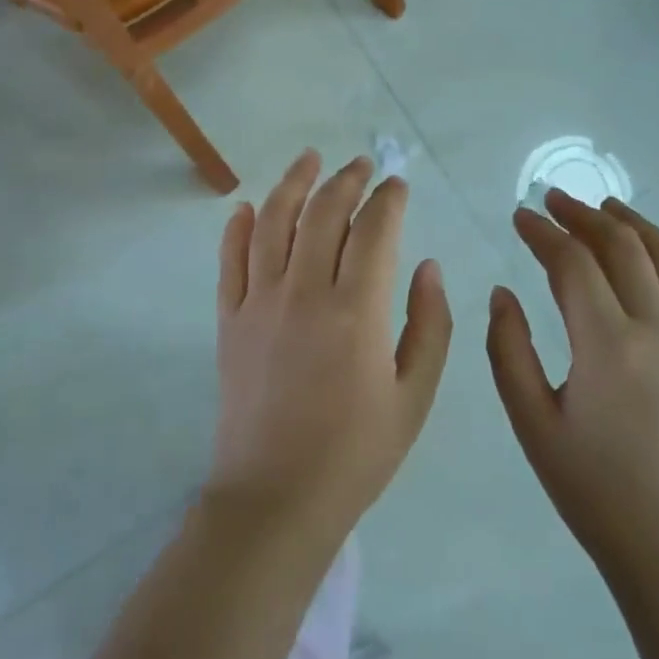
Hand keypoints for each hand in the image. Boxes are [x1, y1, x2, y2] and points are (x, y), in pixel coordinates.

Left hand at [209, 150, 452, 548]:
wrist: (275, 499)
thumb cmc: (356, 453)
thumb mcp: (415, 397)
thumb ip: (429, 324)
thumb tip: (426, 265)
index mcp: (357, 310)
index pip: (374, 230)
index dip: (389, 199)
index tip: (398, 185)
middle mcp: (305, 292)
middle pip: (324, 213)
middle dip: (347, 180)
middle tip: (362, 164)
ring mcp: (259, 302)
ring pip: (274, 222)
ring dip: (293, 183)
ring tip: (309, 158)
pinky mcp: (229, 319)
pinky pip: (230, 260)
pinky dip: (239, 227)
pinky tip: (248, 206)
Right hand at [488, 189, 658, 589]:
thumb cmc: (593, 489)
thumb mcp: (532, 423)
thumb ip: (509, 350)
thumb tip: (503, 292)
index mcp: (607, 343)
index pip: (572, 263)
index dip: (542, 233)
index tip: (519, 216)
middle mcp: (657, 329)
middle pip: (622, 247)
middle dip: (584, 215)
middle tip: (554, 200)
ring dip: (635, 225)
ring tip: (608, 207)